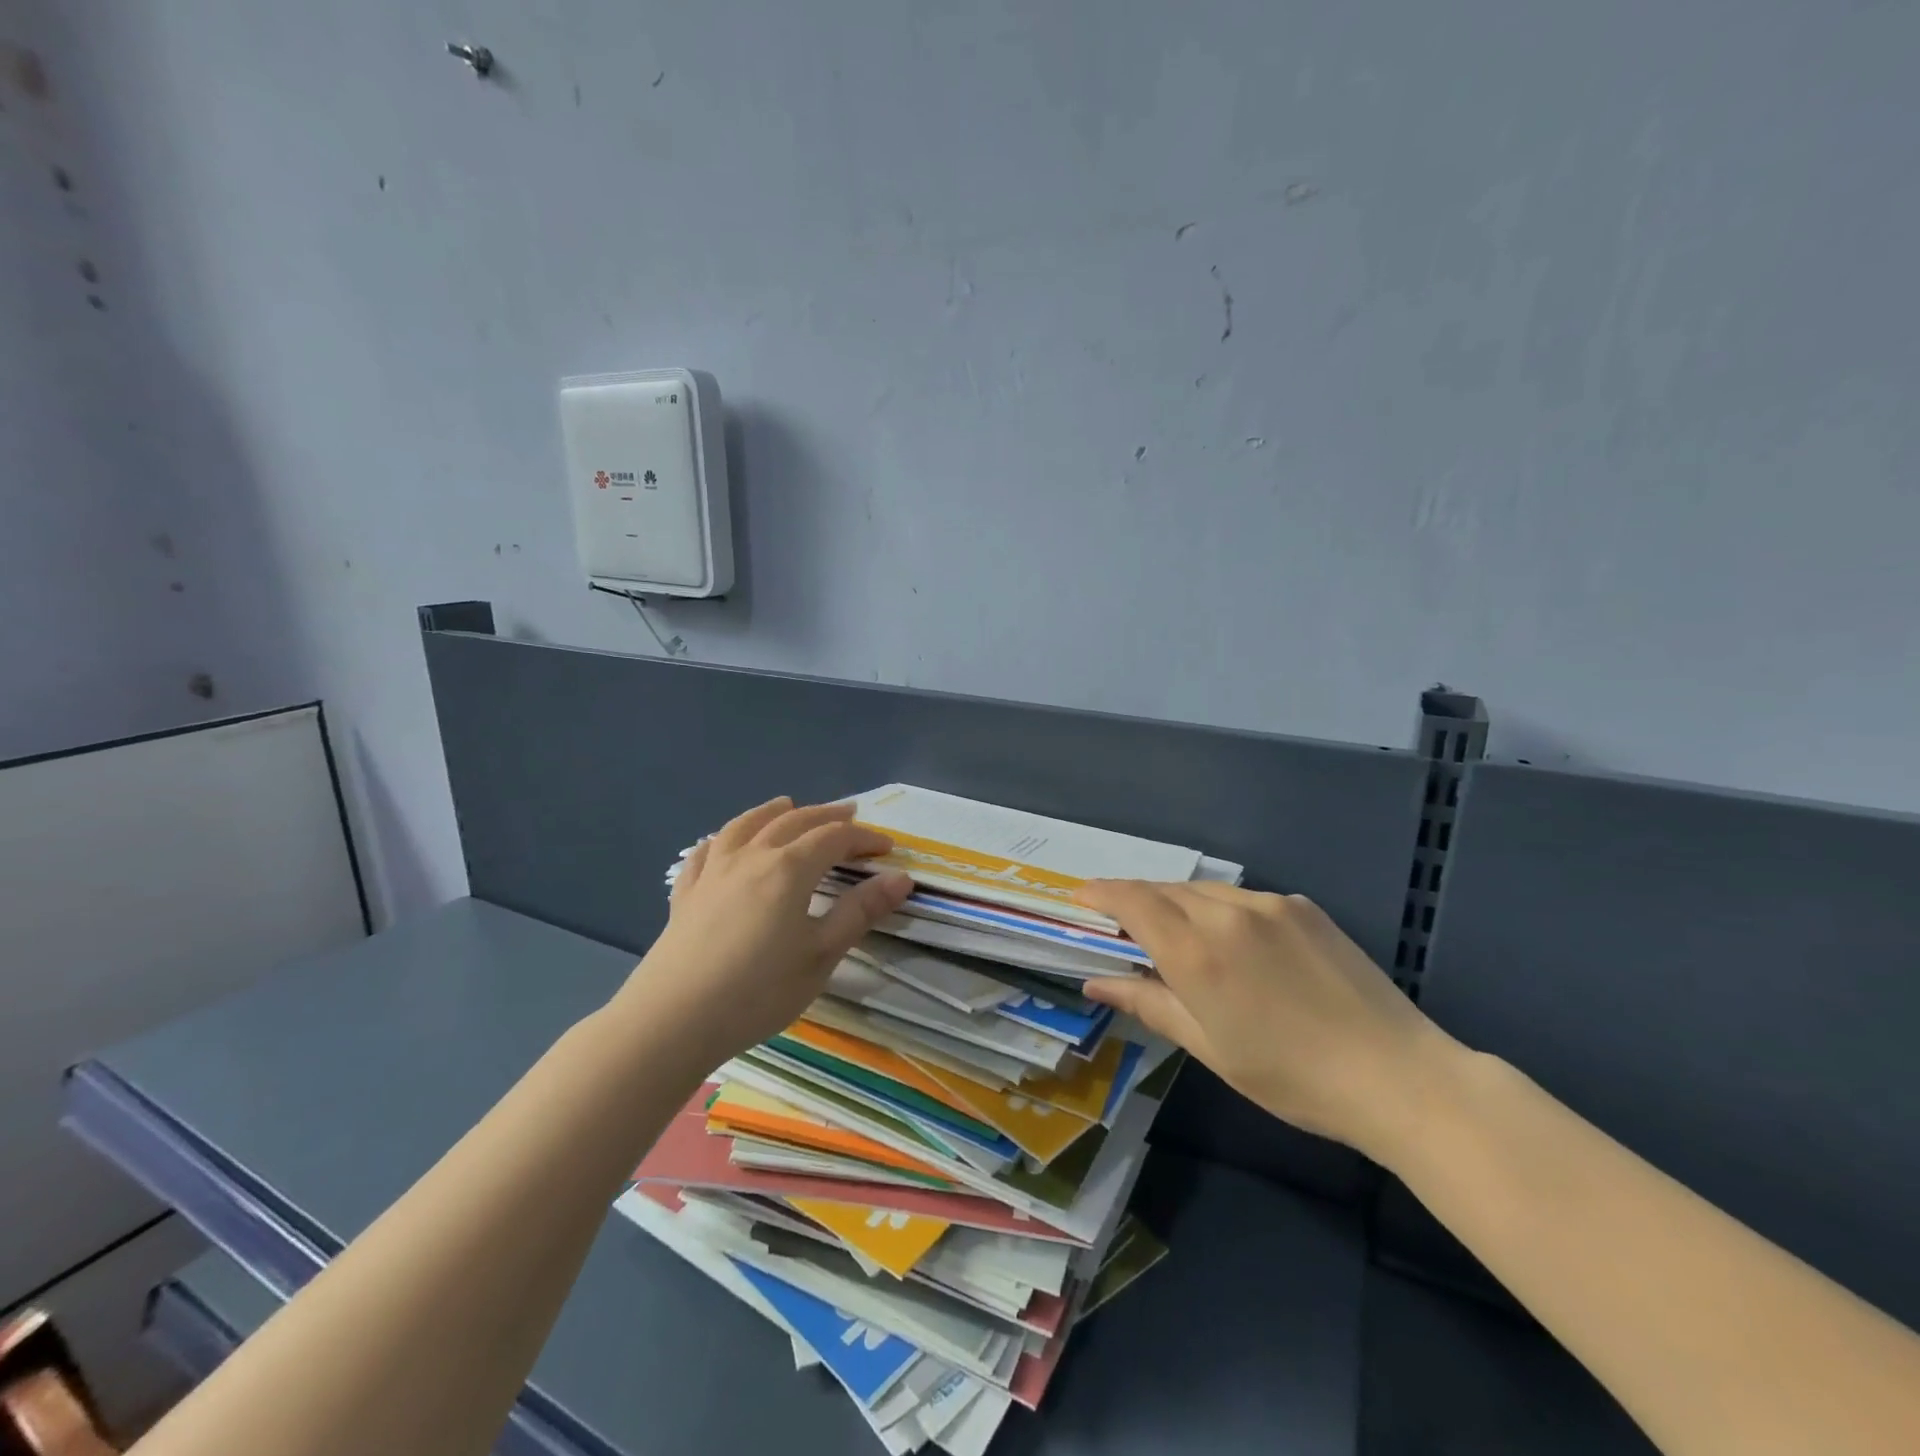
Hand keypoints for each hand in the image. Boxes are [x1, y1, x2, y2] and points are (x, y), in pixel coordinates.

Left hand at [616, 798, 911, 1071]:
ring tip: (788, 805)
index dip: (864, 838)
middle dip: (826, 816)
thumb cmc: (758, 991)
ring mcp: (713, 872)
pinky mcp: (686, 894)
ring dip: (773, 812)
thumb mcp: (820, 955)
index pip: (834, 838)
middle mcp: (751, 857)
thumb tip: (901, 878)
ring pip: (746, 825)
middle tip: (850, 814)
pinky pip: (705, 852)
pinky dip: (722, 839)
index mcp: (789, 869)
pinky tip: (722, 844)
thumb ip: (860, 912)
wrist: (673, 1019)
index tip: (887, 848)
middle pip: (794, 822)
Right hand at [1078, 882, 1457, 1157]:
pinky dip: (1220, 909)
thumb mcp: (1210, 1047)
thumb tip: (1097, 983)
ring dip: (1178, 903)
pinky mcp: (1303, 907)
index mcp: (1197, 953)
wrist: (1396, 1074)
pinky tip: (1234, 942)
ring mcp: (1270, 905)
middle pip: (1164, 890)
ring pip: (1204, 891)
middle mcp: (1227, 914)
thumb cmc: (1291, 1076)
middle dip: (1136, 900)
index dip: (1101, 893)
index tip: (1080, 896)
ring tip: (1175, 933)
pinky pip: (1244, 898)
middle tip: (1123, 924)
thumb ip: (1149, 1004)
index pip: (1132, 902)